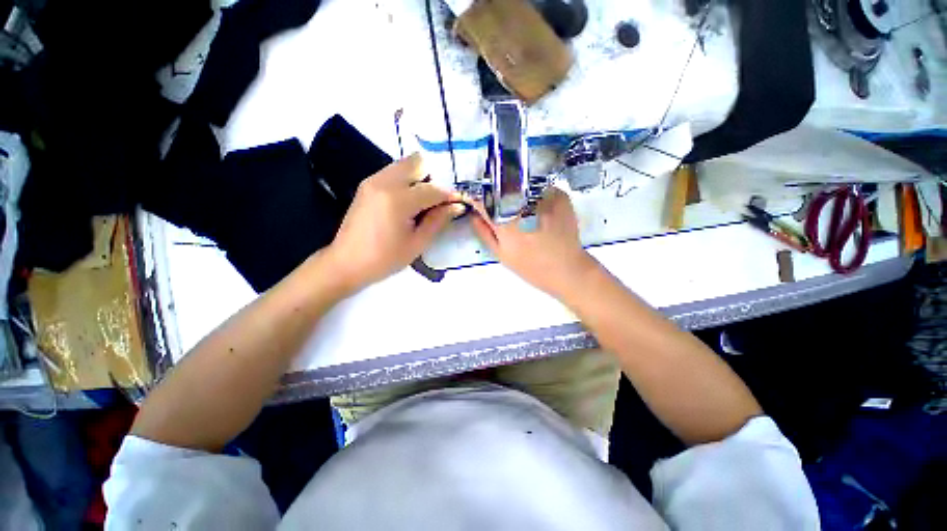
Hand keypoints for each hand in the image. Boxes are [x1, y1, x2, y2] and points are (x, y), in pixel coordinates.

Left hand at [325, 154, 464, 290]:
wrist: (346, 263)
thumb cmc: (384, 258)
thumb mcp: (417, 243)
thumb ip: (438, 220)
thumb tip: (457, 206)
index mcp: (398, 199)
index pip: (432, 189)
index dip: (449, 195)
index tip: (459, 203)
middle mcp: (384, 182)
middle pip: (417, 163)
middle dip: (433, 179)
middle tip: (439, 201)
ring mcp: (373, 180)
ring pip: (404, 165)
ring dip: (419, 178)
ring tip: (425, 202)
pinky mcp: (367, 185)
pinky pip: (393, 172)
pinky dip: (406, 180)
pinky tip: (410, 201)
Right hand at [470, 187, 596, 297]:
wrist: (566, 268)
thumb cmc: (530, 266)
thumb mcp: (501, 254)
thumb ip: (484, 232)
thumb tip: (473, 214)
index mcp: (504, 220)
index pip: (482, 198)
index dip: (477, 196)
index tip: (477, 198)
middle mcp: (521, 204)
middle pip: (501, 185)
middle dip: (496, 191)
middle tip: (500, 202)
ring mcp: (542, 197)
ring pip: (521, 184)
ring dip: (516, 191)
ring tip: (522, 206)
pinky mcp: (559, 195)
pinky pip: (540, 187)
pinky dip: (535, 194)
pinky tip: (539, 208)